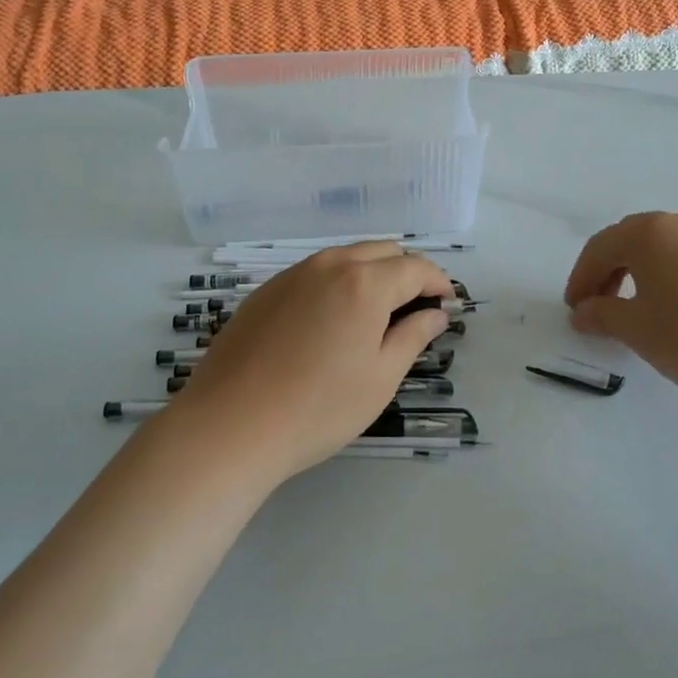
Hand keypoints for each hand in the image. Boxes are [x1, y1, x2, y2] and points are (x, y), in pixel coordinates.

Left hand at [165, 244, 453, 481]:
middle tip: (415, 311)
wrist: (230, 425)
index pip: (415, 268)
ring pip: (347, 257)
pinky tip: (331, 321)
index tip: (447, 304)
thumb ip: (413, 337)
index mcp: (365, 283)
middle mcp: (330, 264)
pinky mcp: (267, 289)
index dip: (438, 282)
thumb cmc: (318, 408)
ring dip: (372, 274)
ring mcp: (293, 274)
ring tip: (375, 316)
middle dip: (407, 273)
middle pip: (382, 251)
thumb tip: (435, 314)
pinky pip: (316, 272)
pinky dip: (338, 283)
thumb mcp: (380, 378)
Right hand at [563, 211, 677, 399]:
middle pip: (631, 241)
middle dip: (609, 272)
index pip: (599, 249)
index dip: (581, 279)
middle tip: (601, 306)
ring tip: (640, 310)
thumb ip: (602, 315)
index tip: (575, 310)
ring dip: (642, 273)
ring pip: (664, 249)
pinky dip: (674, 277)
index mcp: (647, 233)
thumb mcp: (636, 329)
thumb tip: (584, 311)